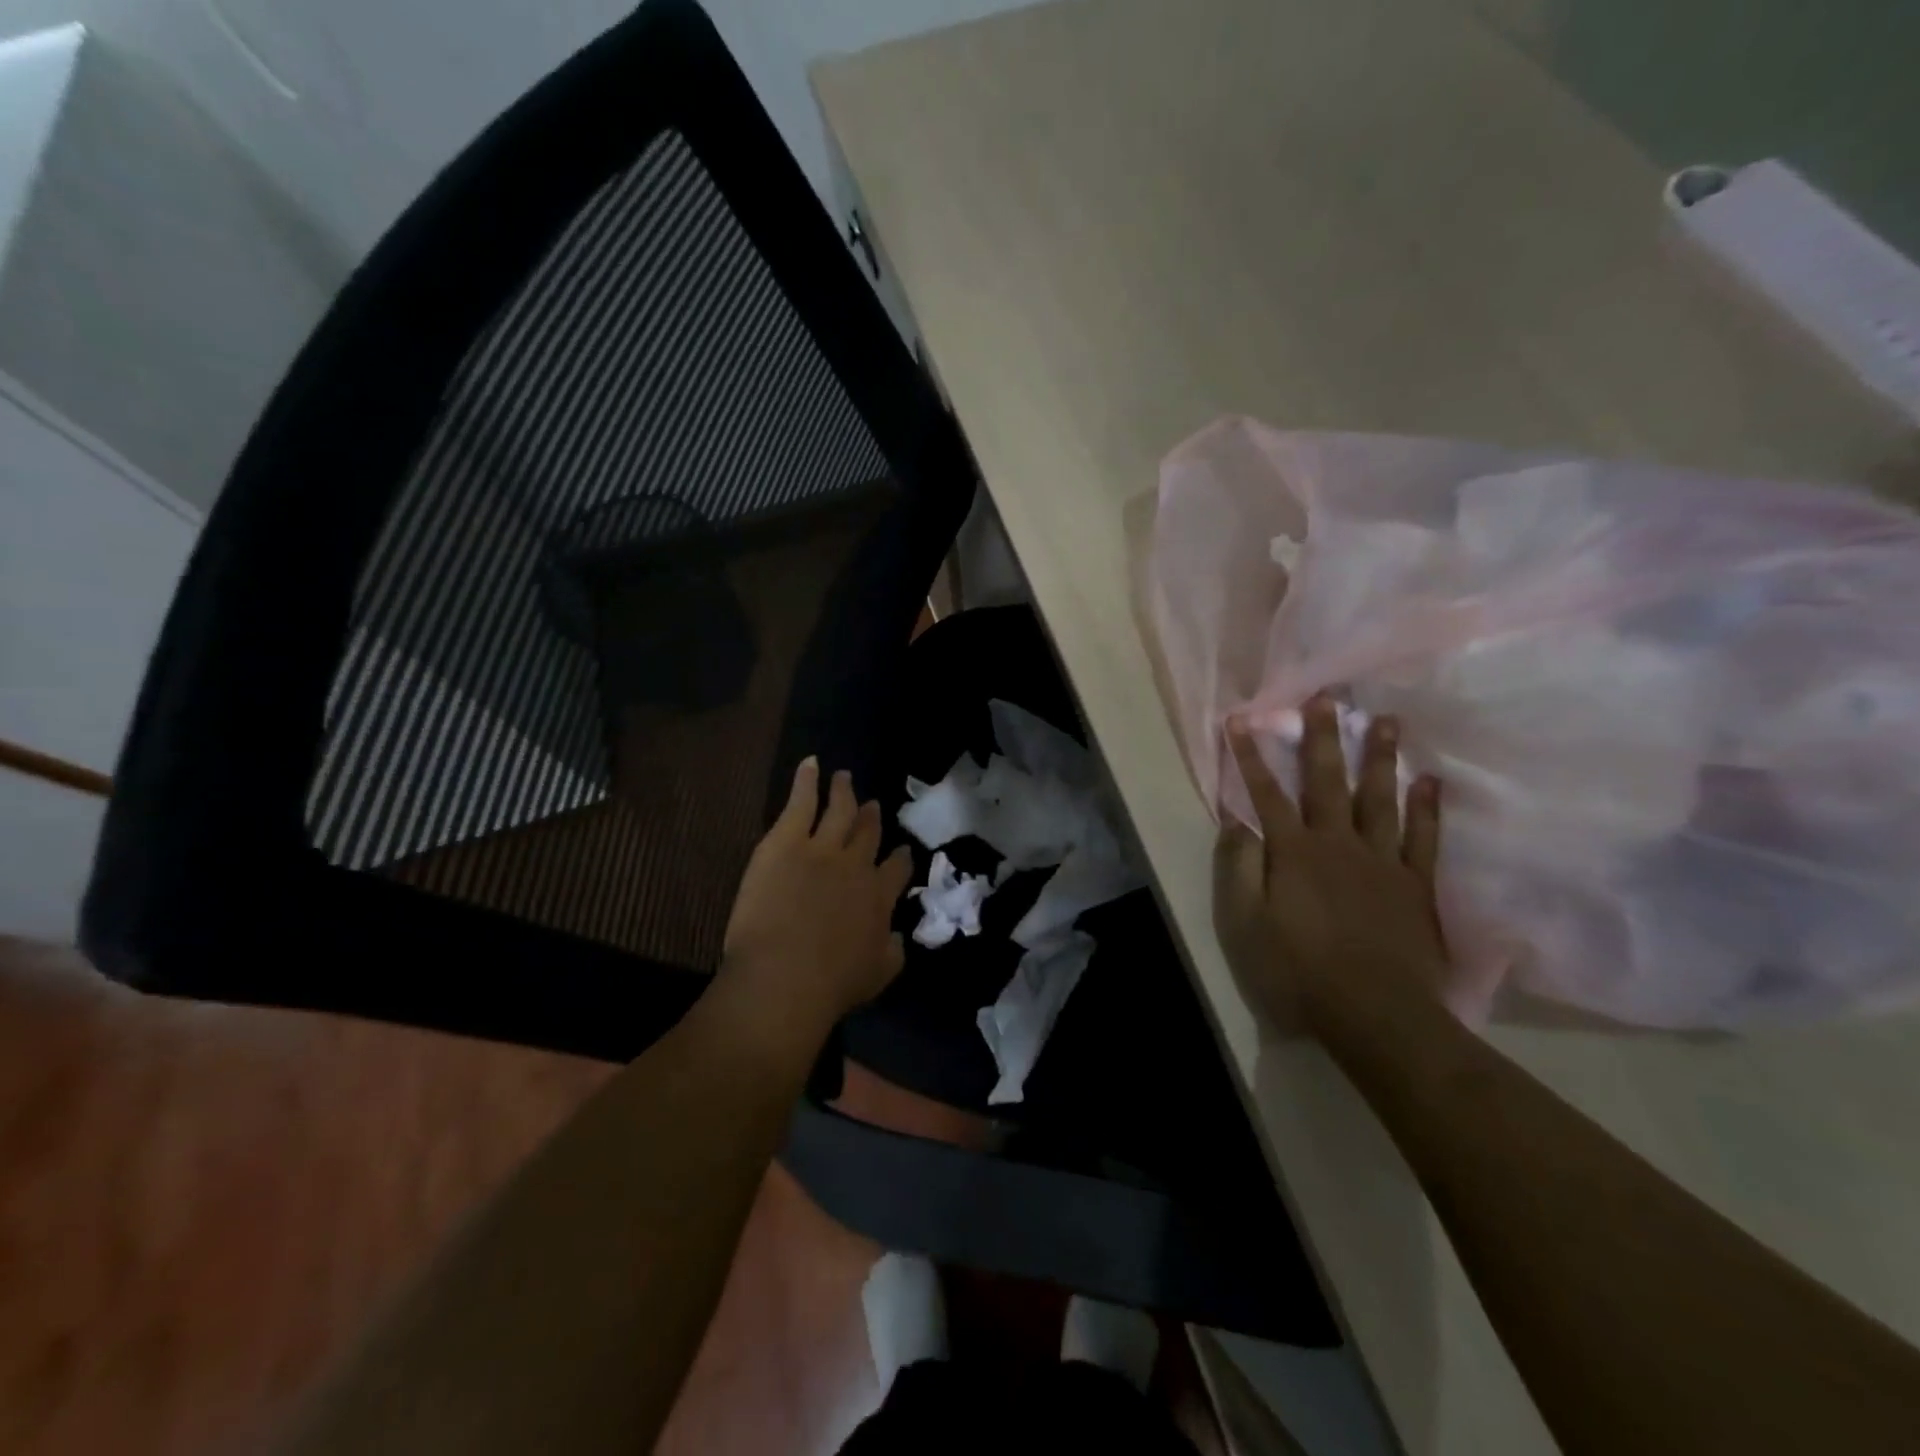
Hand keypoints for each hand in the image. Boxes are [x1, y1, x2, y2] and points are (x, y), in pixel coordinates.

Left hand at [722, 758, 913, 1032]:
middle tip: (872, 806)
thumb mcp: (879, 974)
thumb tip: (897, 936)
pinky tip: (811, 764)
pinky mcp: (786, 841)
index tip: (899, 851)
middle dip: (871, 818)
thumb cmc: (832, 984)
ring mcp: (822, 847)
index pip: (896, 867)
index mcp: (879, 896)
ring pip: (839, 810)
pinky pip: (801, 802)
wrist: (785, 975)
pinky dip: (807, 780)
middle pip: (868, 833)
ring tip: (845, 777)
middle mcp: (857, 864)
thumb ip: (893, 950)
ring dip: (843, 792)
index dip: (898, 857)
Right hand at [1213, 697, 1447, 1042]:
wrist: (1376, 1013)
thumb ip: (1241, 869)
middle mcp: (1337, 843)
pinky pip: (1422, 838)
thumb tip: (1235, 823)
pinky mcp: (1414, 884)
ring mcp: (1381, 861)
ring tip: (1386, 720)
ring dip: (1380, 758)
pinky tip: (1430, 781)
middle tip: (1328, 697)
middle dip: (1323, 738)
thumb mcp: (1247, 924)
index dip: (1251, 757)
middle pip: (1327, 781)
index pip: (1266, 794)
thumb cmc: (1299, 970)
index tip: (1242, 721)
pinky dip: (1427, 808)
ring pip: (1379, 798)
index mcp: (1294, 852)